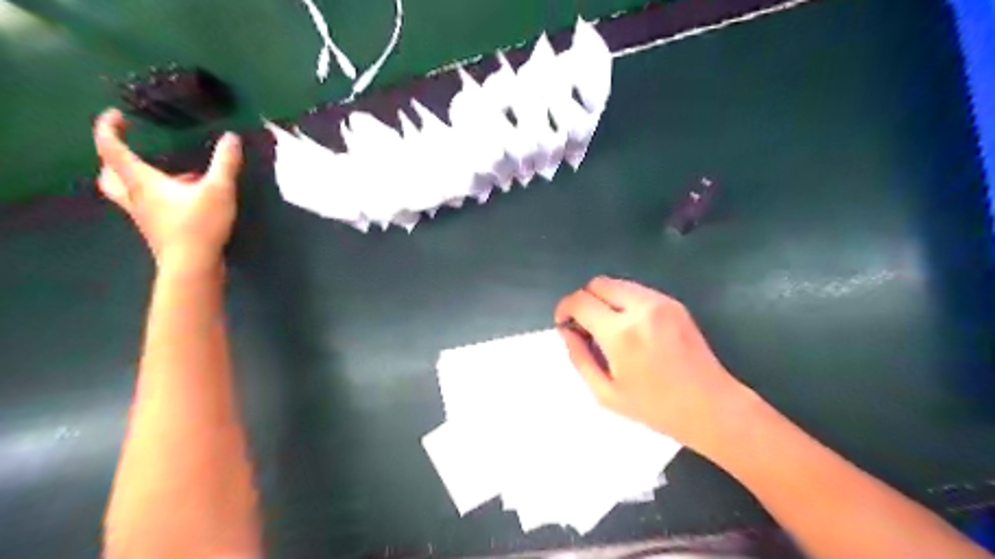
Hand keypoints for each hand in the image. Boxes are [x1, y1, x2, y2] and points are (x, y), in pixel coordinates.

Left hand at [93, 106, 244, 271]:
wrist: (192, 266)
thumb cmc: (199, 226)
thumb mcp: (218, 191)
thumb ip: (225, 163)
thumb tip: (231, 138)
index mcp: (142, 182)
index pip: (111, 148)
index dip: (108, 127)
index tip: (118, 115)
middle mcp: (136, 197)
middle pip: (108, 174)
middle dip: (113, 158)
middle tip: (130, 148)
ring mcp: (145, 216)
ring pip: (126, 192)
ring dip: (135, 178)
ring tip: (163, 173)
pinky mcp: (158, 229)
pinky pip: (148, 206)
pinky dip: (157, 196)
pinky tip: (185, 198)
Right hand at [552, 278, 753, 455]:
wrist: (711, 407)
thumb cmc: (655, 408)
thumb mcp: (605, 393)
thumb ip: (579, 357)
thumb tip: (566, 331)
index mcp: (620, 333)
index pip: (580, 301)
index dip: (564, 308)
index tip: (564, 322)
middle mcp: (640, 308)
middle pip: (598, 283)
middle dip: (584, 299)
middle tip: (585, 325)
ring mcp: (660, 302)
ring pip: (618, 284)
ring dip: (604, 299)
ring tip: (608, 327)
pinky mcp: (674, 304)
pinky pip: (637, 291)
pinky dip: (624, 301)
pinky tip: (630, 327)